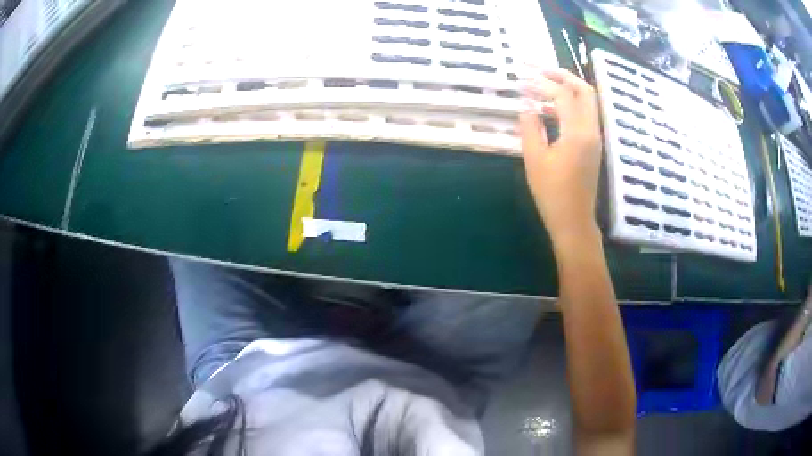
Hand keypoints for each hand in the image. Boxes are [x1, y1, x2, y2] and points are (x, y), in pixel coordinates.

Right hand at [519, 69, 602, 243]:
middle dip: (564, 76)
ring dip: (568, 88)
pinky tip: (552, 109)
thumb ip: (530, 128)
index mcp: (577, 133)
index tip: (524, 79)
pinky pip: (585, 115)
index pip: (563, 95)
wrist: (574, 220)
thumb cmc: (552, 193)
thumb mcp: (535, 159)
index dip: (543, 84)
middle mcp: (592, 130)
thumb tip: (527, 106)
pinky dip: (571, 104)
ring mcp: (595, 138)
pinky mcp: (594, 145)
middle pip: (585, 91)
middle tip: (541, 70)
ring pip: (588, 101)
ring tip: (544, 86)